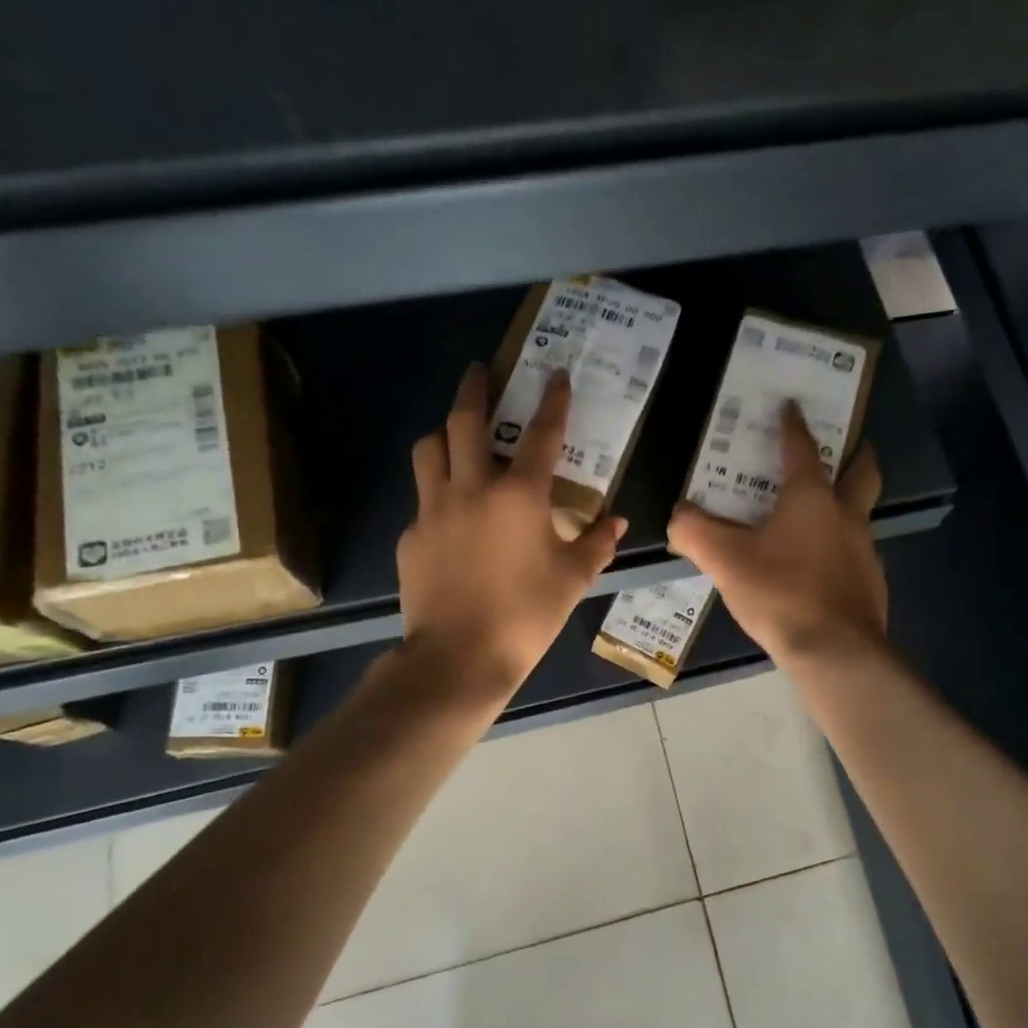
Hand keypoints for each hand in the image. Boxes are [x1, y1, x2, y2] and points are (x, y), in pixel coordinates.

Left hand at [397, 363, 625, 700]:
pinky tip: (450, 516)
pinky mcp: (411, 536)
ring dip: (444, 433)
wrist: (459, 658)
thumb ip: (596, 544)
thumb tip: (616, 522)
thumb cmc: (526, 616)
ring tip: (456, 436)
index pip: (541, 434)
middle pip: (465, 420)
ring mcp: (433, 510)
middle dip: (474, 387)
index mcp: (519, 496)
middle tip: (479, 370)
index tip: (556, 374)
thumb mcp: (572, 580)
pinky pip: (422, 499)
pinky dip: (437, 492)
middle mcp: (471, 489)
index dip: (553, 400)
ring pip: (429, 449)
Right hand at [668, 404, 886, 667]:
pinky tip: (817, 565)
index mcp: (811, 499)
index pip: (802, 449)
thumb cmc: (780, 592)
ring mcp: (864, 550)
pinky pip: (854, 551)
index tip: (792, 406)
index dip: (793, 425)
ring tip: (818, 512)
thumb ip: (694, 532)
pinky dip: (838, 545)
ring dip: (846, 503)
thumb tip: (677, 515)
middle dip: (856, 454)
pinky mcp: (870, 582)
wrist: (835, 652)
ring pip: (860, 513)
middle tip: (848, 444)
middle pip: (861, 473)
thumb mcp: (725, 560)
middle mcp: (845, 515)